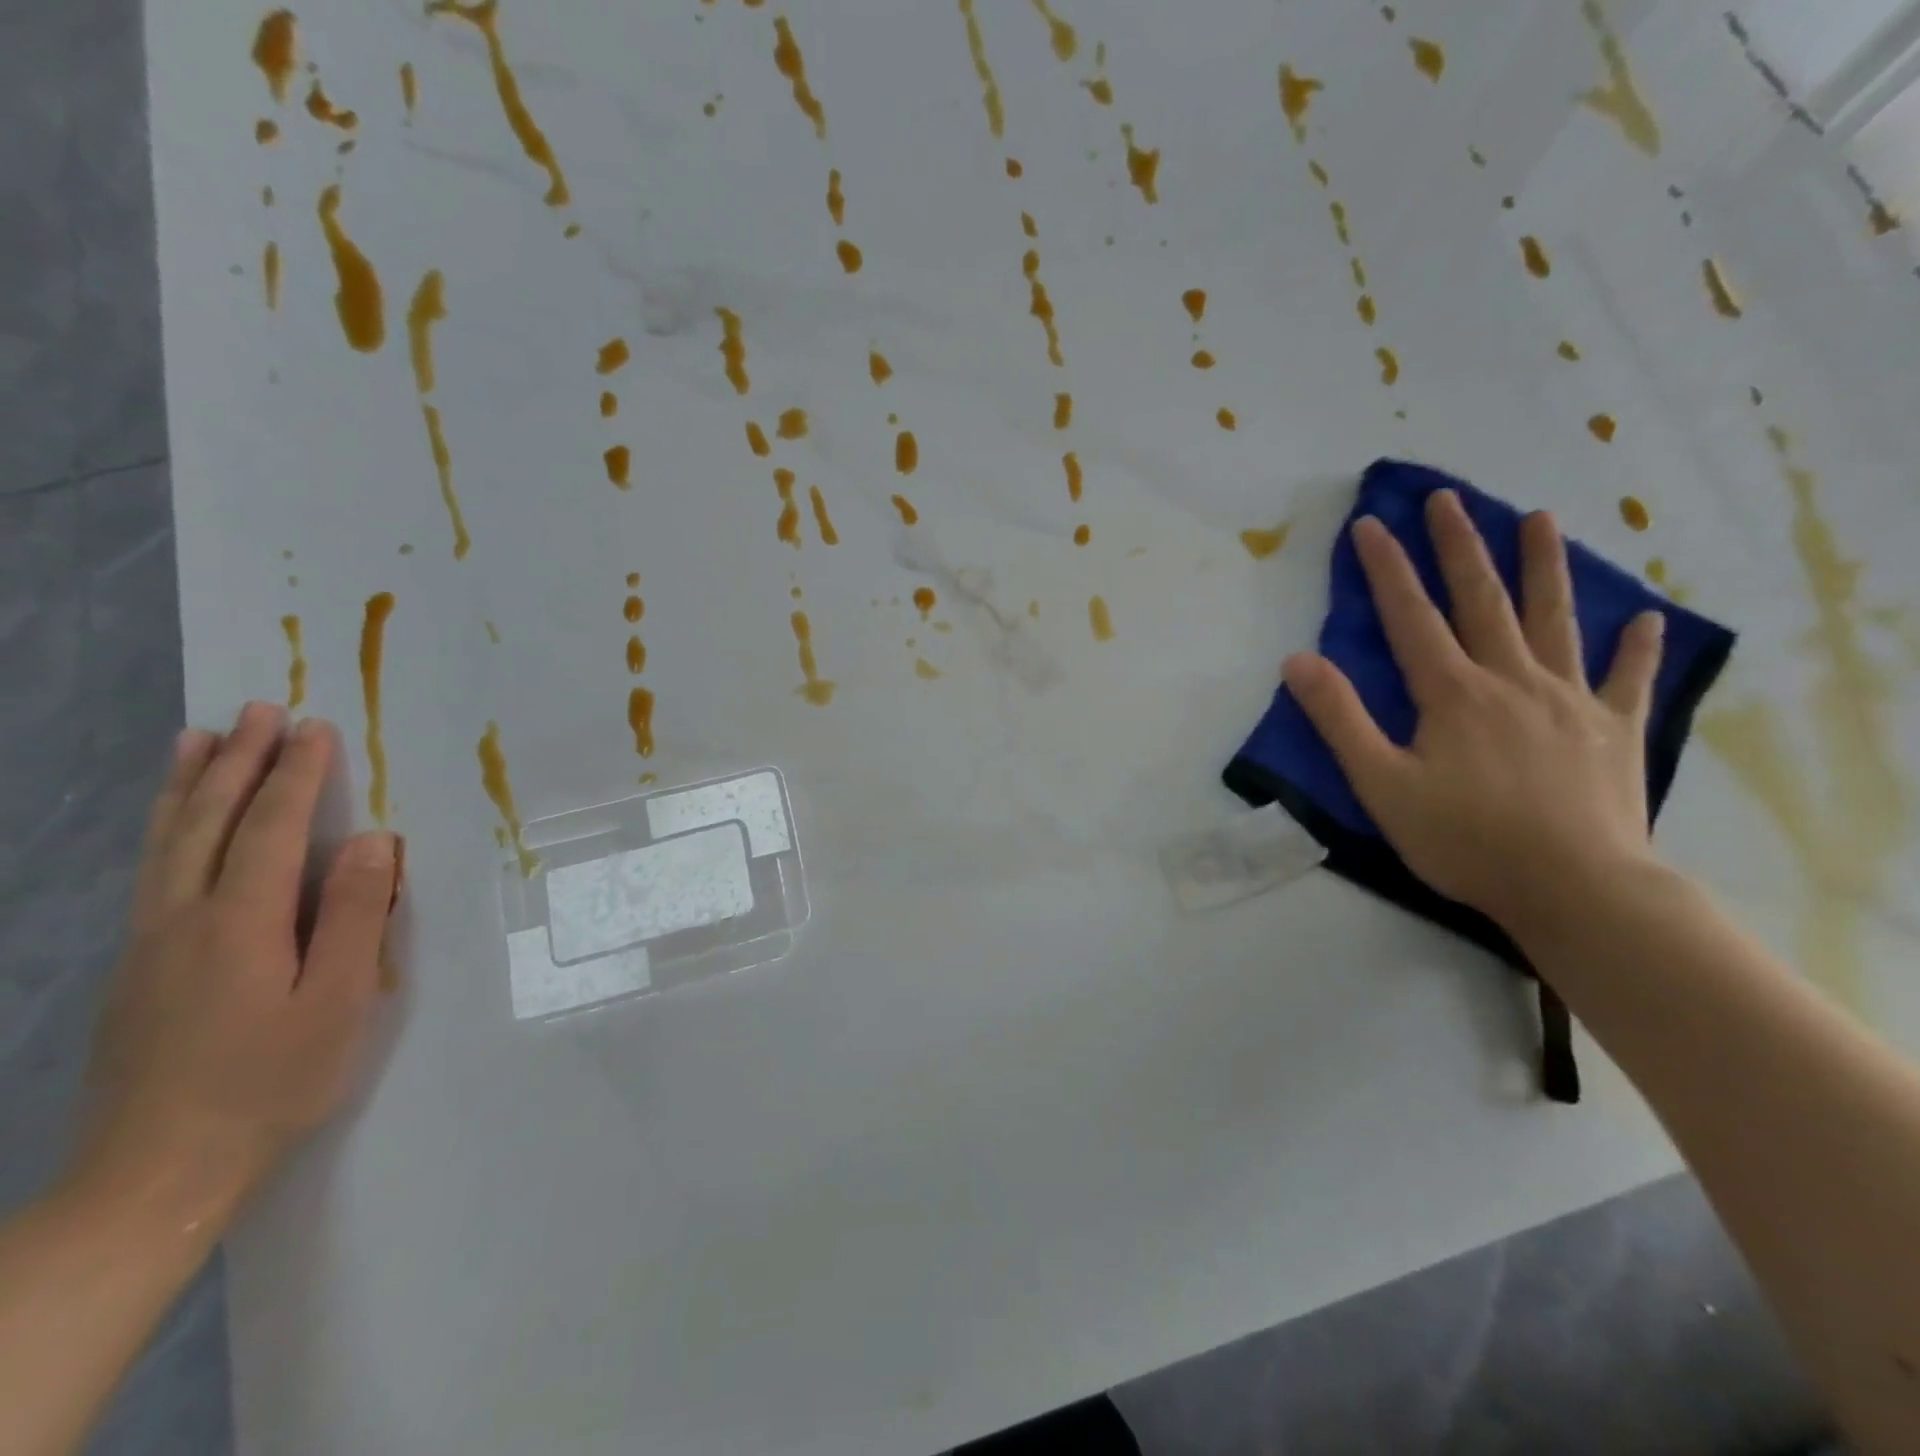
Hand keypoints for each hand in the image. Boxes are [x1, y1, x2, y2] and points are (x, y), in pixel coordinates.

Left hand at [74, 704, 398, 1229]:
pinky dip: (165, 829)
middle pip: (207, 823)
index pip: (269, 830)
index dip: (295, 776)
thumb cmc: (271, 1083)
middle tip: (258, 710)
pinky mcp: (137, 970)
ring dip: (188, 785)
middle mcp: (181, 920)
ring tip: (199, 739)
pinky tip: (173, 825)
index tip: (315, 728)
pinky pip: (152, 872)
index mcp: (238, 924)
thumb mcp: (338, 1001)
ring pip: (165, 844)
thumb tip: (371, 841)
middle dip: (238, 762)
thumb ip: (353, 915)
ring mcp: (148, 945)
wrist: (157, 1174)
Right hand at [1283, 489, 1665, 937]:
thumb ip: (1339, 719)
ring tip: (1542, 519)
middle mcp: (1512, 680)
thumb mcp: (1380, 784)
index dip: (1387, 568)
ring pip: (1555, 620)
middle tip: (1450, 498)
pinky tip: (1643, 617)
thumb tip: (1297, 660)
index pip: (1411, 616)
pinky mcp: (1614, 730)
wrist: (1576, 889)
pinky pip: (1627, 678)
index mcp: (1453, 693)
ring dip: (1545, 567)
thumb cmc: (1465, 839)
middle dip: (1460, 546)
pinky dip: (1634, 646)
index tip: (1371, 522)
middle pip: (1483, 600)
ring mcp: (1571, 701)